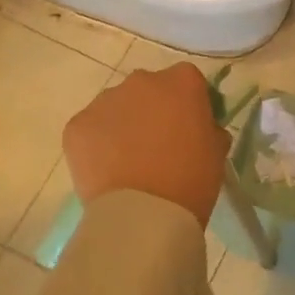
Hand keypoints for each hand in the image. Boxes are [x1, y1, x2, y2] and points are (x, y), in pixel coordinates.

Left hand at [62, 64, 229, 226]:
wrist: (144, 214)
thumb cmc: (191, 179)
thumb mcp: (217, 150)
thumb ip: (208, 126)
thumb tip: (198, 127)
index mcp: (182, 80)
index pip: (187, 81)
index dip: (188, 103)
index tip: (189, 127)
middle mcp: (142, 80)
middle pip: (149, 89)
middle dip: (152, 109)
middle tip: (157, 144)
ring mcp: (105, 100)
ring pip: (117, 106)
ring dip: (123, 124)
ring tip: (127, 160)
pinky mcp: (77, 125)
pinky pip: (91, 128)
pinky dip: (97, 143)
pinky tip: (107, 170)